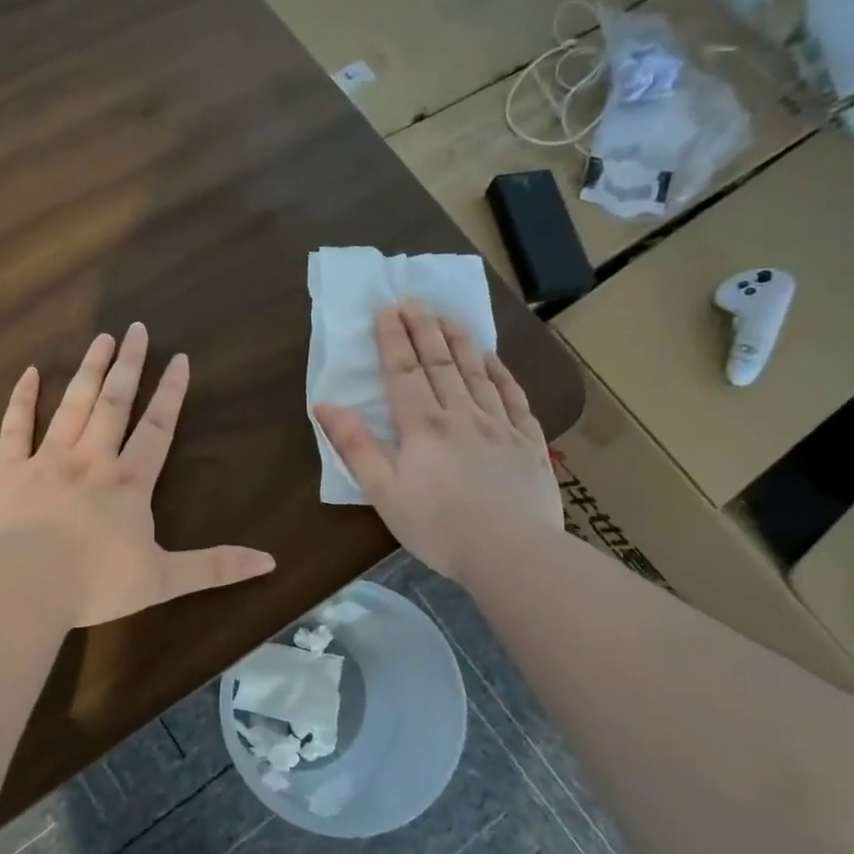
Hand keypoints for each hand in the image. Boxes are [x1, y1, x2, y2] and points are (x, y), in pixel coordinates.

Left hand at [0, 322, 276, 626]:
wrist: (22, 588)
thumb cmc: (95, 584)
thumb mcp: (164, 580)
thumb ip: (215, 568)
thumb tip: (270, 562)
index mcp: (129, 483)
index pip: (156, 428)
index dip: (170, 393)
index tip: (179, 358)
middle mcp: (91, 460)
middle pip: (114, 403)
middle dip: (128, 365)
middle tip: (136, 328)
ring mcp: (46, 460)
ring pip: (71, 405)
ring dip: (88, 370)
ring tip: (100, 338)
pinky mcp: (7, 471)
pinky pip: (14, 427)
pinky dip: (21, 399)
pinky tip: (28, 373)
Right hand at [314, 303, 562, 580]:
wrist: (512, 553)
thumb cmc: (438, 528)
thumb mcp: (384, 493)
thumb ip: (355, 446)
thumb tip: (325, 405)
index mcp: (422, 426)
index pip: (404, 371)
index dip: (393, 338)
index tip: (386, 309)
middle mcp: (461, 414)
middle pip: (440, 362)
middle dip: (424, 328)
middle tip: (414, 300)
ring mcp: (499, 425)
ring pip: (478, 371)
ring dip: (460, 340)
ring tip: (448, 315)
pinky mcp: (528, 442)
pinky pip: (514, 396)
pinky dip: (502, 373)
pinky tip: (494, 359)